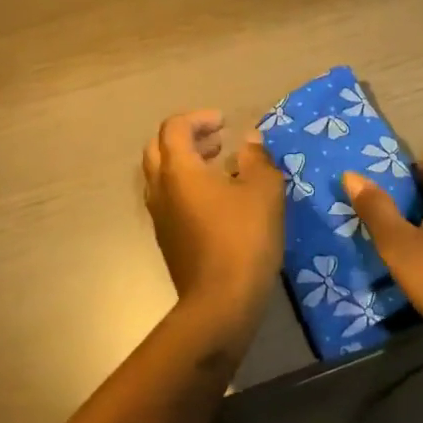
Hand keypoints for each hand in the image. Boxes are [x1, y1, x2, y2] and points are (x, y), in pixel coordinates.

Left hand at [143, 111, 284, 337]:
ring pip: (161, 176)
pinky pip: (169, 200)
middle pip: (158, 149)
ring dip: (186, 163)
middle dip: (187, 138)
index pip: (174, 128)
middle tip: (217, 141)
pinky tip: (217, 201)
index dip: (198, 118)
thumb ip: (257, 158)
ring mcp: (160, 217)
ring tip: (220, 167)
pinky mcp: (167, 240)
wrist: (220, 304)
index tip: (225, 124)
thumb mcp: (263, 190)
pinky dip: (187, 188)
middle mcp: (161, 189)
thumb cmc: (243, 238)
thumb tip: (249, 140)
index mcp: (178, 170)